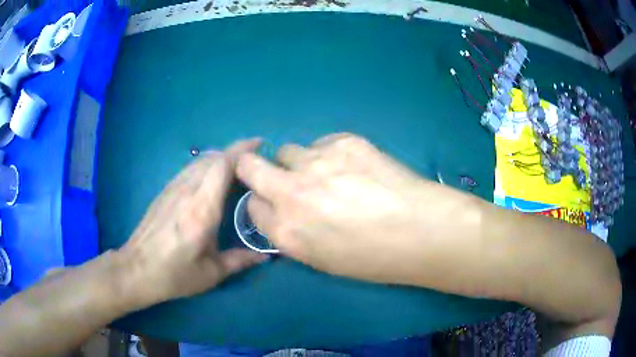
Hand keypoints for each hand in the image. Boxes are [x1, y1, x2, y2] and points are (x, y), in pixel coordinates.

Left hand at [121, 138, 267, 304]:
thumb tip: (266, 257)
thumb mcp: (211, 274)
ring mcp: (173, 188)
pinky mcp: (165, 191)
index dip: (242, 151)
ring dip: (220, 157)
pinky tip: (211, 178)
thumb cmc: (174, 274)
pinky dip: (206, 165)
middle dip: (235, 152)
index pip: (222, 166)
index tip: (260, 145)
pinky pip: (190, 168)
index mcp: (201, 210)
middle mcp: (187, 192)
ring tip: (236, 167)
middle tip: (254, 160)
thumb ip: (240, 261)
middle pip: (213, 157)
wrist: (136, 270)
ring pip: (200, 160)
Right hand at [236, 133, 479, 286]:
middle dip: (254, 169)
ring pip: (287, 151)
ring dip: (299, 163)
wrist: (422, 230)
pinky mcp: (343, 141)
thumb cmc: (375, 258)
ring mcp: (316, 162)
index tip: (277, 204)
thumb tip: (284, 213)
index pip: (252, 207)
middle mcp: (291, 193)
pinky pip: (321, 143)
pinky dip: (329, 153)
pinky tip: (355, 166)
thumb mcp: (323, 260)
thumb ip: (294, 234)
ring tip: (329, 173)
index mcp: (285, 231)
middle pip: (250, 166)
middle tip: (279, 176)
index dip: (264, 204)